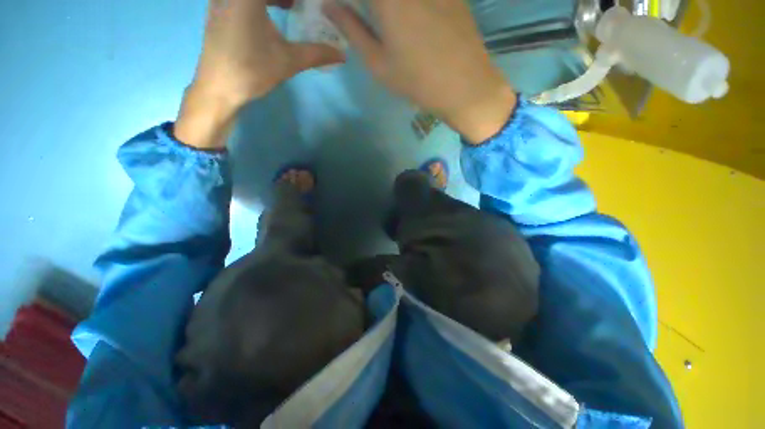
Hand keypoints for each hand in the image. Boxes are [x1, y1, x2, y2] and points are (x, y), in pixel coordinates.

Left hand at [176, 0, 343, 148]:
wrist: (219, 87)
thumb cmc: (253, 70)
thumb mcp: (289, 60)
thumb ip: (317, 53)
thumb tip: (342, 55)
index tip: (313, 5)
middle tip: (306, 7)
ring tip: (294, 6)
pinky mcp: (220, 7)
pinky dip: (263, 1)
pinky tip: (276, 11)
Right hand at [325, 0, 515, 143]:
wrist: (464, 86)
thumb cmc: (416, 80)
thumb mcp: (378, 62)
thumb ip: (352, 29)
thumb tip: (329, 6)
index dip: (349, 0)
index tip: (343, 8)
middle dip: (373, 7)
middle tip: (363, 16)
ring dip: (388, 9)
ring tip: (386, 21)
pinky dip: (407, 7)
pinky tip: (412, 23)